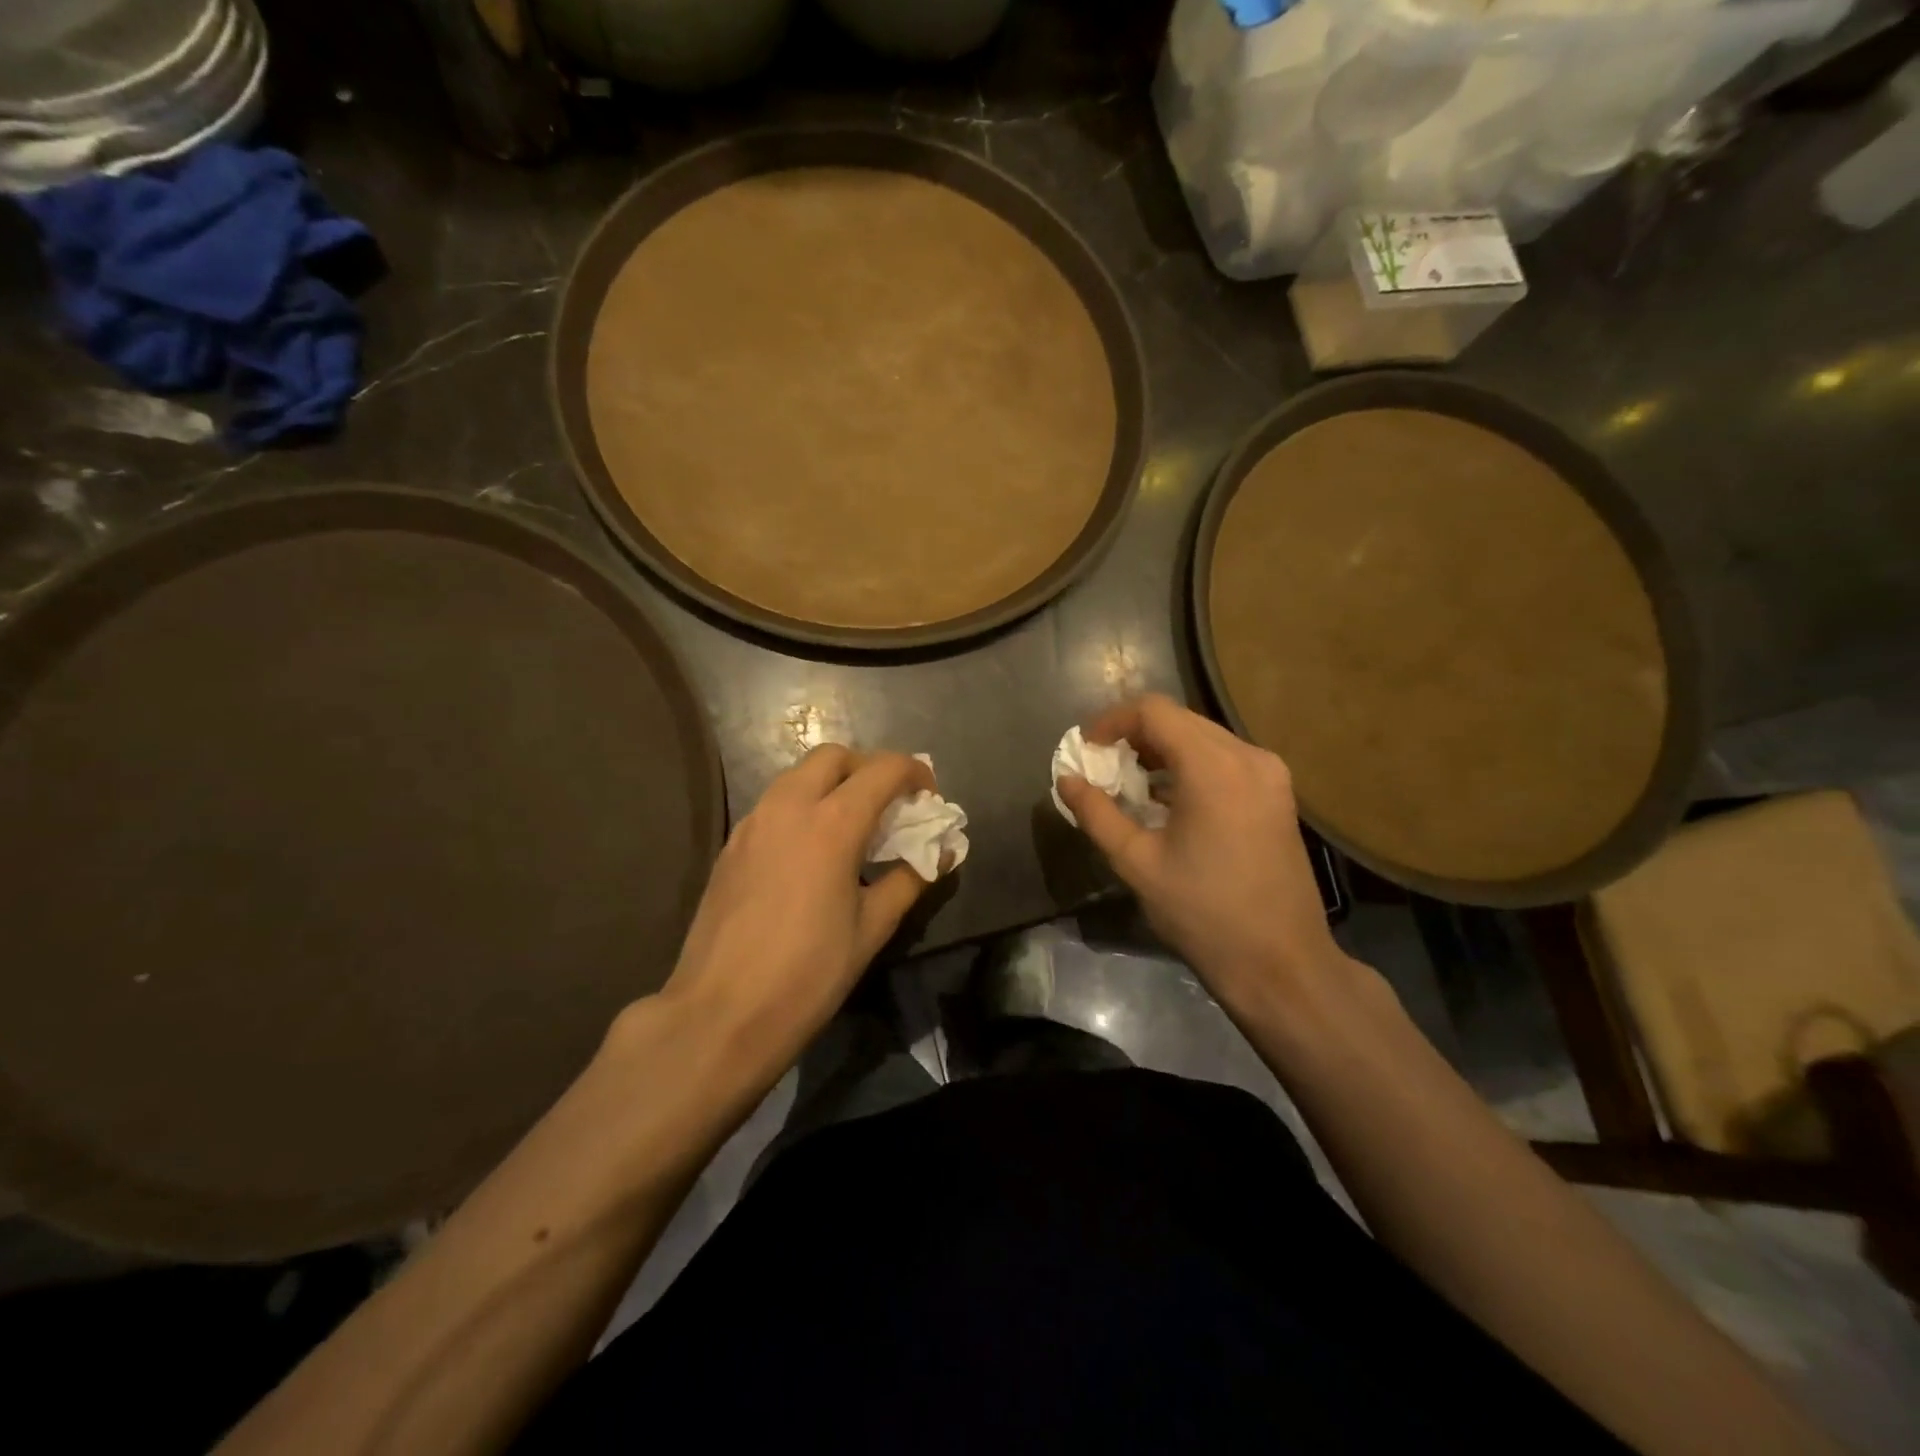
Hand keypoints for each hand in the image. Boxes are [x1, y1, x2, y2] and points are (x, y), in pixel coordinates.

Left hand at [658, 746, 933, 1072]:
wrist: (720, 1015)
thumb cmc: (807, 975)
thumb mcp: (871, 929)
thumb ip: (909, 879)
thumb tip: (941, 852)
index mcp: (831, 824)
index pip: (882, 770)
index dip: (914, 773)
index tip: (929, 797)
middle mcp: (788, 807)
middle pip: (833, 756)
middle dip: (868, 767)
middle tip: (890, 804)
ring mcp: (752, 823)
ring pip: (797, 775)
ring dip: (833, 783)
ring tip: (854, 825)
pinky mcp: (731, 845)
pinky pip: (774, 803)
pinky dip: (803, 804)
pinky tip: (812, 849)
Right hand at [1056, 694, 1353, 1011]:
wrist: (1281, 963)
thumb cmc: (1203, 913)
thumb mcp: (1136, 862)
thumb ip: (1096, 813)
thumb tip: (1066, 780)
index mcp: (1213, 767)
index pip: (1154, 712)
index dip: (1112, 720)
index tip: (1086, 748)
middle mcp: (1248, 757)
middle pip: (1180, 720)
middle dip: (1134, 734)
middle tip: (1102, 765)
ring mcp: (1270, 774)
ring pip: (1203, 737)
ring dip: (1162, 749)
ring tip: (1130, 782)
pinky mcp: (1278, 795)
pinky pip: (1225, 760)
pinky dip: (1190, 766)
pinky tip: (1168, 799)